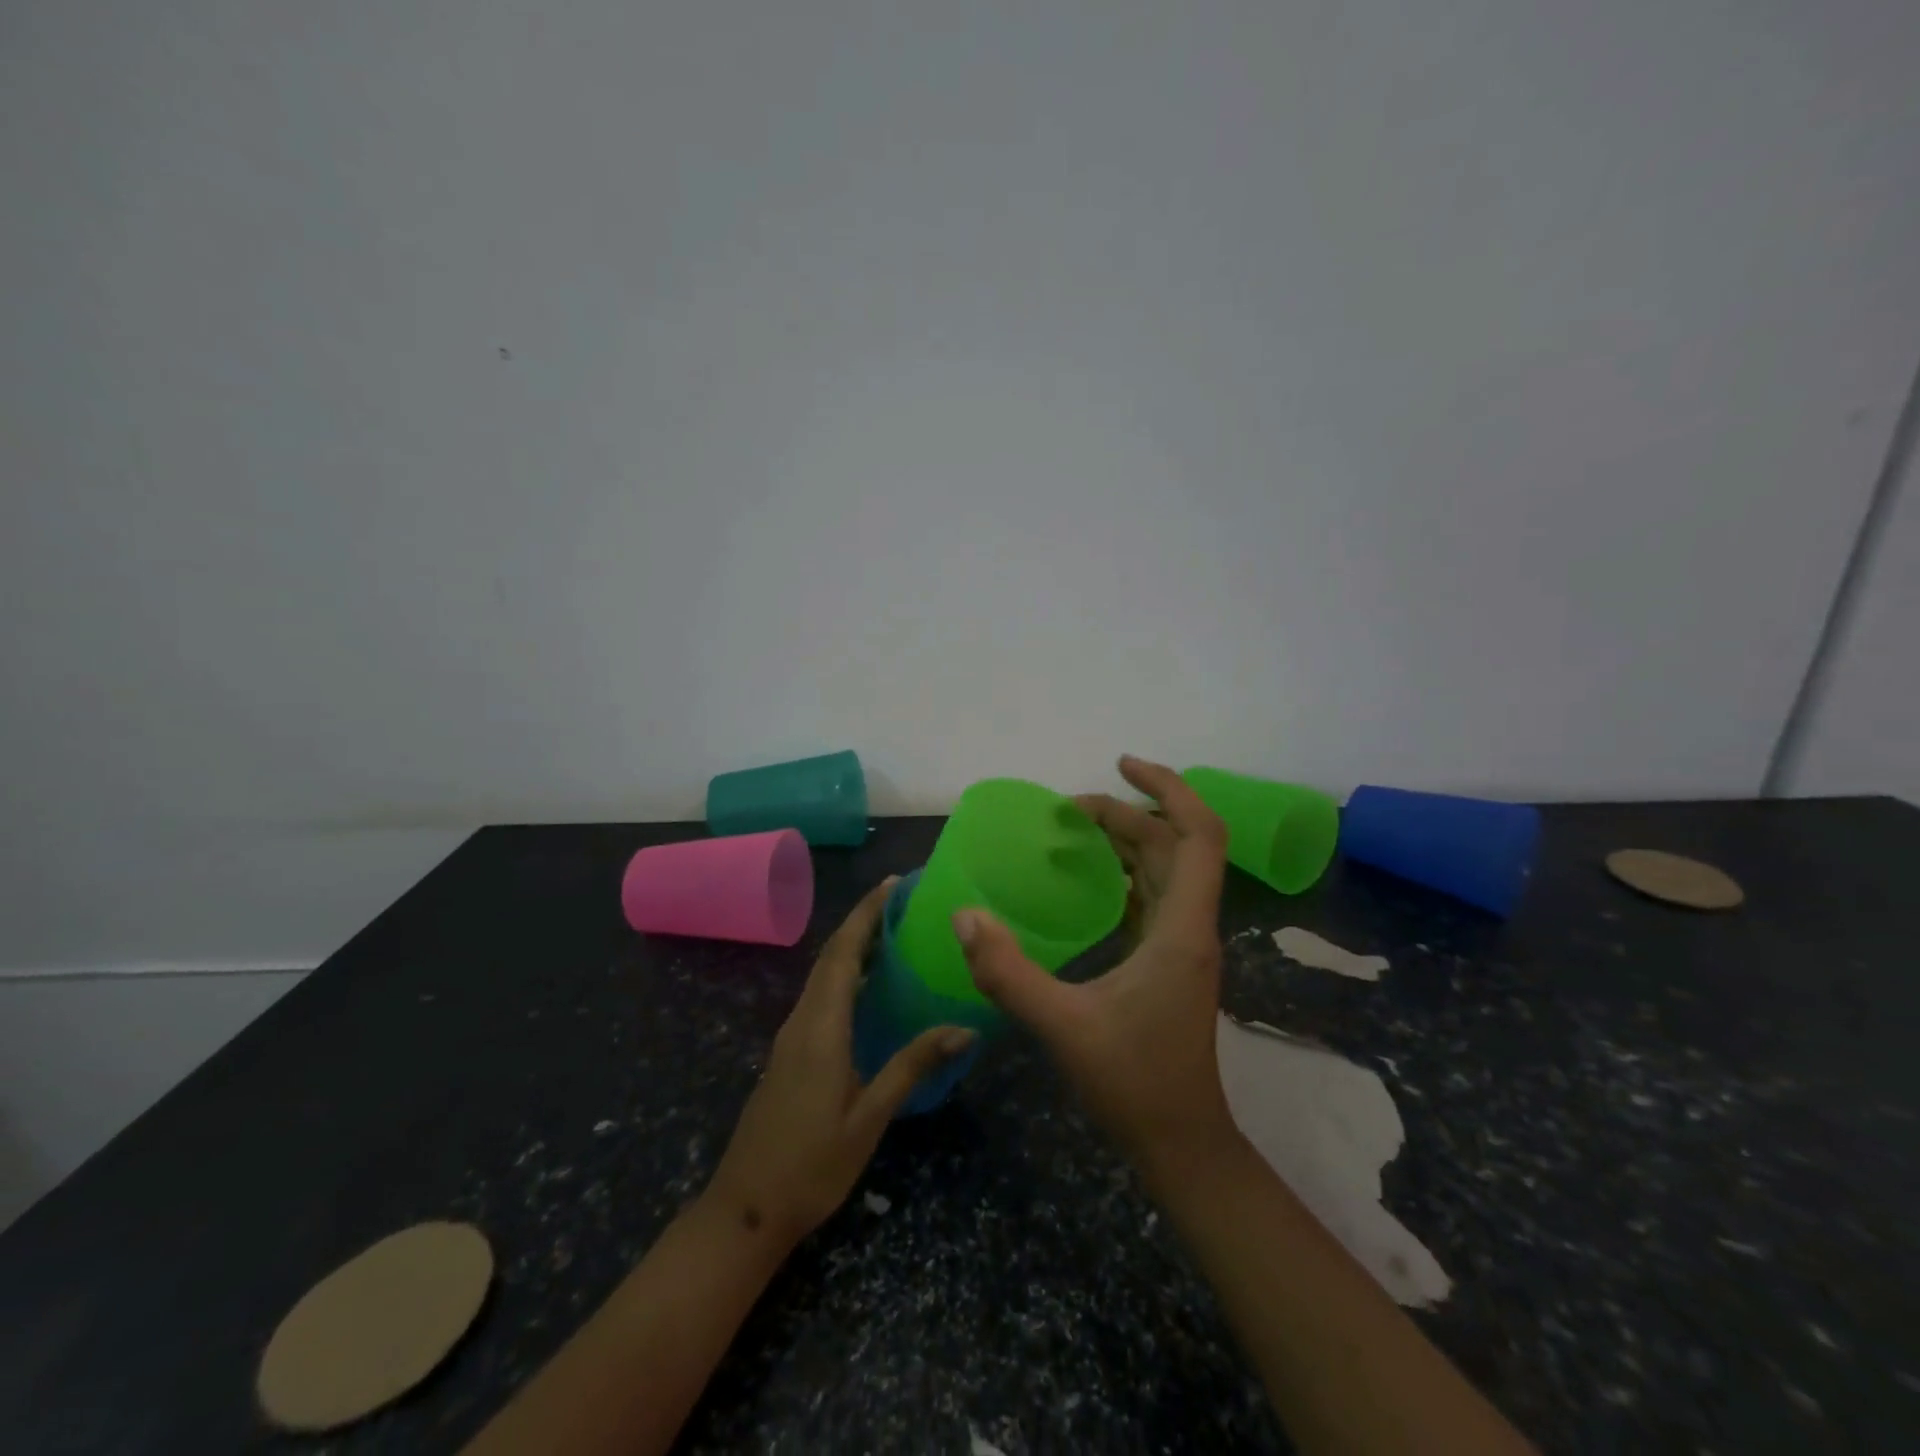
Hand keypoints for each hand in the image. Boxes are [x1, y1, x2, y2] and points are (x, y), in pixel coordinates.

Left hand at [706, 877, 975, 1246]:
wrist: (746, 1209)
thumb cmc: (811, 1166)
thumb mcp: (869, 1118)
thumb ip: (912, 1066)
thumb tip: (964, 1028)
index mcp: (820, 1027)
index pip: (843, 953)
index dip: (866, 914)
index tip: (894, 884)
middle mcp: (802, 1020)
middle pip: (832, 955)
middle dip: (864, 921)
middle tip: (905, 901)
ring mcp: (792, 1036)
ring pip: (825, 974)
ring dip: (855, 945)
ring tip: (896, 932)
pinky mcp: (792, 1052)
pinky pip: (822, 995)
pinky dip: (847, 973)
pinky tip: (872, 986)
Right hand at [954, 755, 1237, 1180]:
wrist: (1181, 1143)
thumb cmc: (1132, 1083)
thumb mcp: (1062, 1026)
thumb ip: (1009, 972)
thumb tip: (965, 915)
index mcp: (1181, 929)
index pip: (1198, 835)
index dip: (1168, 787)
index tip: (1122, 764)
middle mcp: (1192, 926)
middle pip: (1176, 844)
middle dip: (1128, 812)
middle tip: (1070, 808)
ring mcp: (1184, 944)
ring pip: (1169, 868)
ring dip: (1131, 839)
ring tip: (1078, 828)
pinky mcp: (1171, 961)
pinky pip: (1156, 895)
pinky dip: (1129, 871)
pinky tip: (1093, 879)